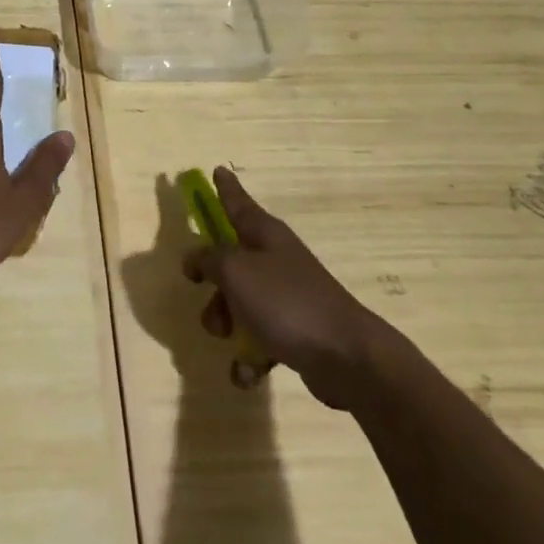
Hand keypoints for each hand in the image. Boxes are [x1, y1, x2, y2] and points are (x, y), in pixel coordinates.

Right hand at [183, 167, 392, 408]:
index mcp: (265, 235)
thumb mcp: (235, 272)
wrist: (348, 358)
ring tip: (227, 340)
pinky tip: (245, 374)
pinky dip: (249, 356)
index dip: (225, 187)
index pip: (237, 202)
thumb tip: (195, 257)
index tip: (217, 169)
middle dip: (212, 282)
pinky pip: (259, 339)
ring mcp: (288, 297)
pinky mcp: (296, 333)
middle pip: (230, 261)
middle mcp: (276, 260)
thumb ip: (208, 259)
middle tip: (200, 291)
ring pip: (240, 302)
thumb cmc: (286, 302)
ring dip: (226, 322)